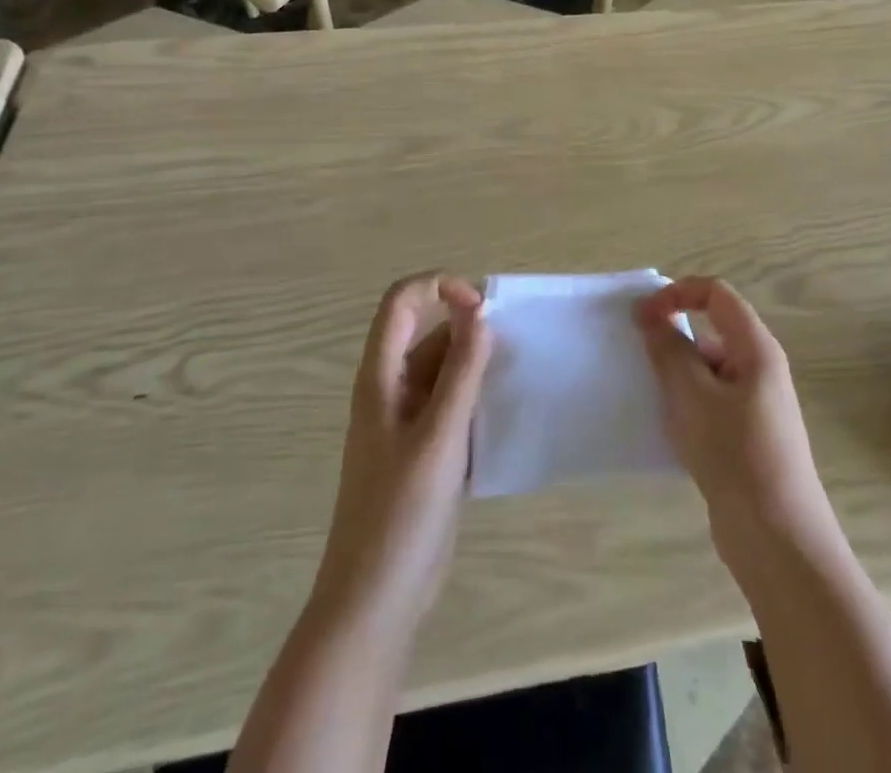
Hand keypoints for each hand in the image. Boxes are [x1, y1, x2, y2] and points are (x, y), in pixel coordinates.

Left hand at [314, 274, 492, 626]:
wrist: (374, 603)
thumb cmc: (401, 514)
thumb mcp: (439, 437)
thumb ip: (461, 372)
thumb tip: (480, 314)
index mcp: (380, 377)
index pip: (401, 301)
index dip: (439, 288)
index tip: (482, 309)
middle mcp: (390, 391)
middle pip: (426, 333)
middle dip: (468, 328)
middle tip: (514, 346)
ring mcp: (406, 423)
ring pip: (443, 371)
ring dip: (476, 365)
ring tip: (516, 376)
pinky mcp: (424, 452)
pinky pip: (451, 405)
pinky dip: (476, 399)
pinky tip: (505, 414)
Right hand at [636, 277, 838, 561]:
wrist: (778, 541)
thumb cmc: (736, 455)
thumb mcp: (693, 396)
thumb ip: (669, 350)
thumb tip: (651, 316)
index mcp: (756, 348)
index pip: (716, 294)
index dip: (678, 293)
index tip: (642, 316)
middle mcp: (760, 369)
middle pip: (712, 330)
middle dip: (672, 336)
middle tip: (637, 357)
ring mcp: (755, 405)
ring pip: (708, 370)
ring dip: (675, 374)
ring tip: (646, 394)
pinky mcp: (746, 437)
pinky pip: (710, 402)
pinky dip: (685, 403)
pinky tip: (663, 427)